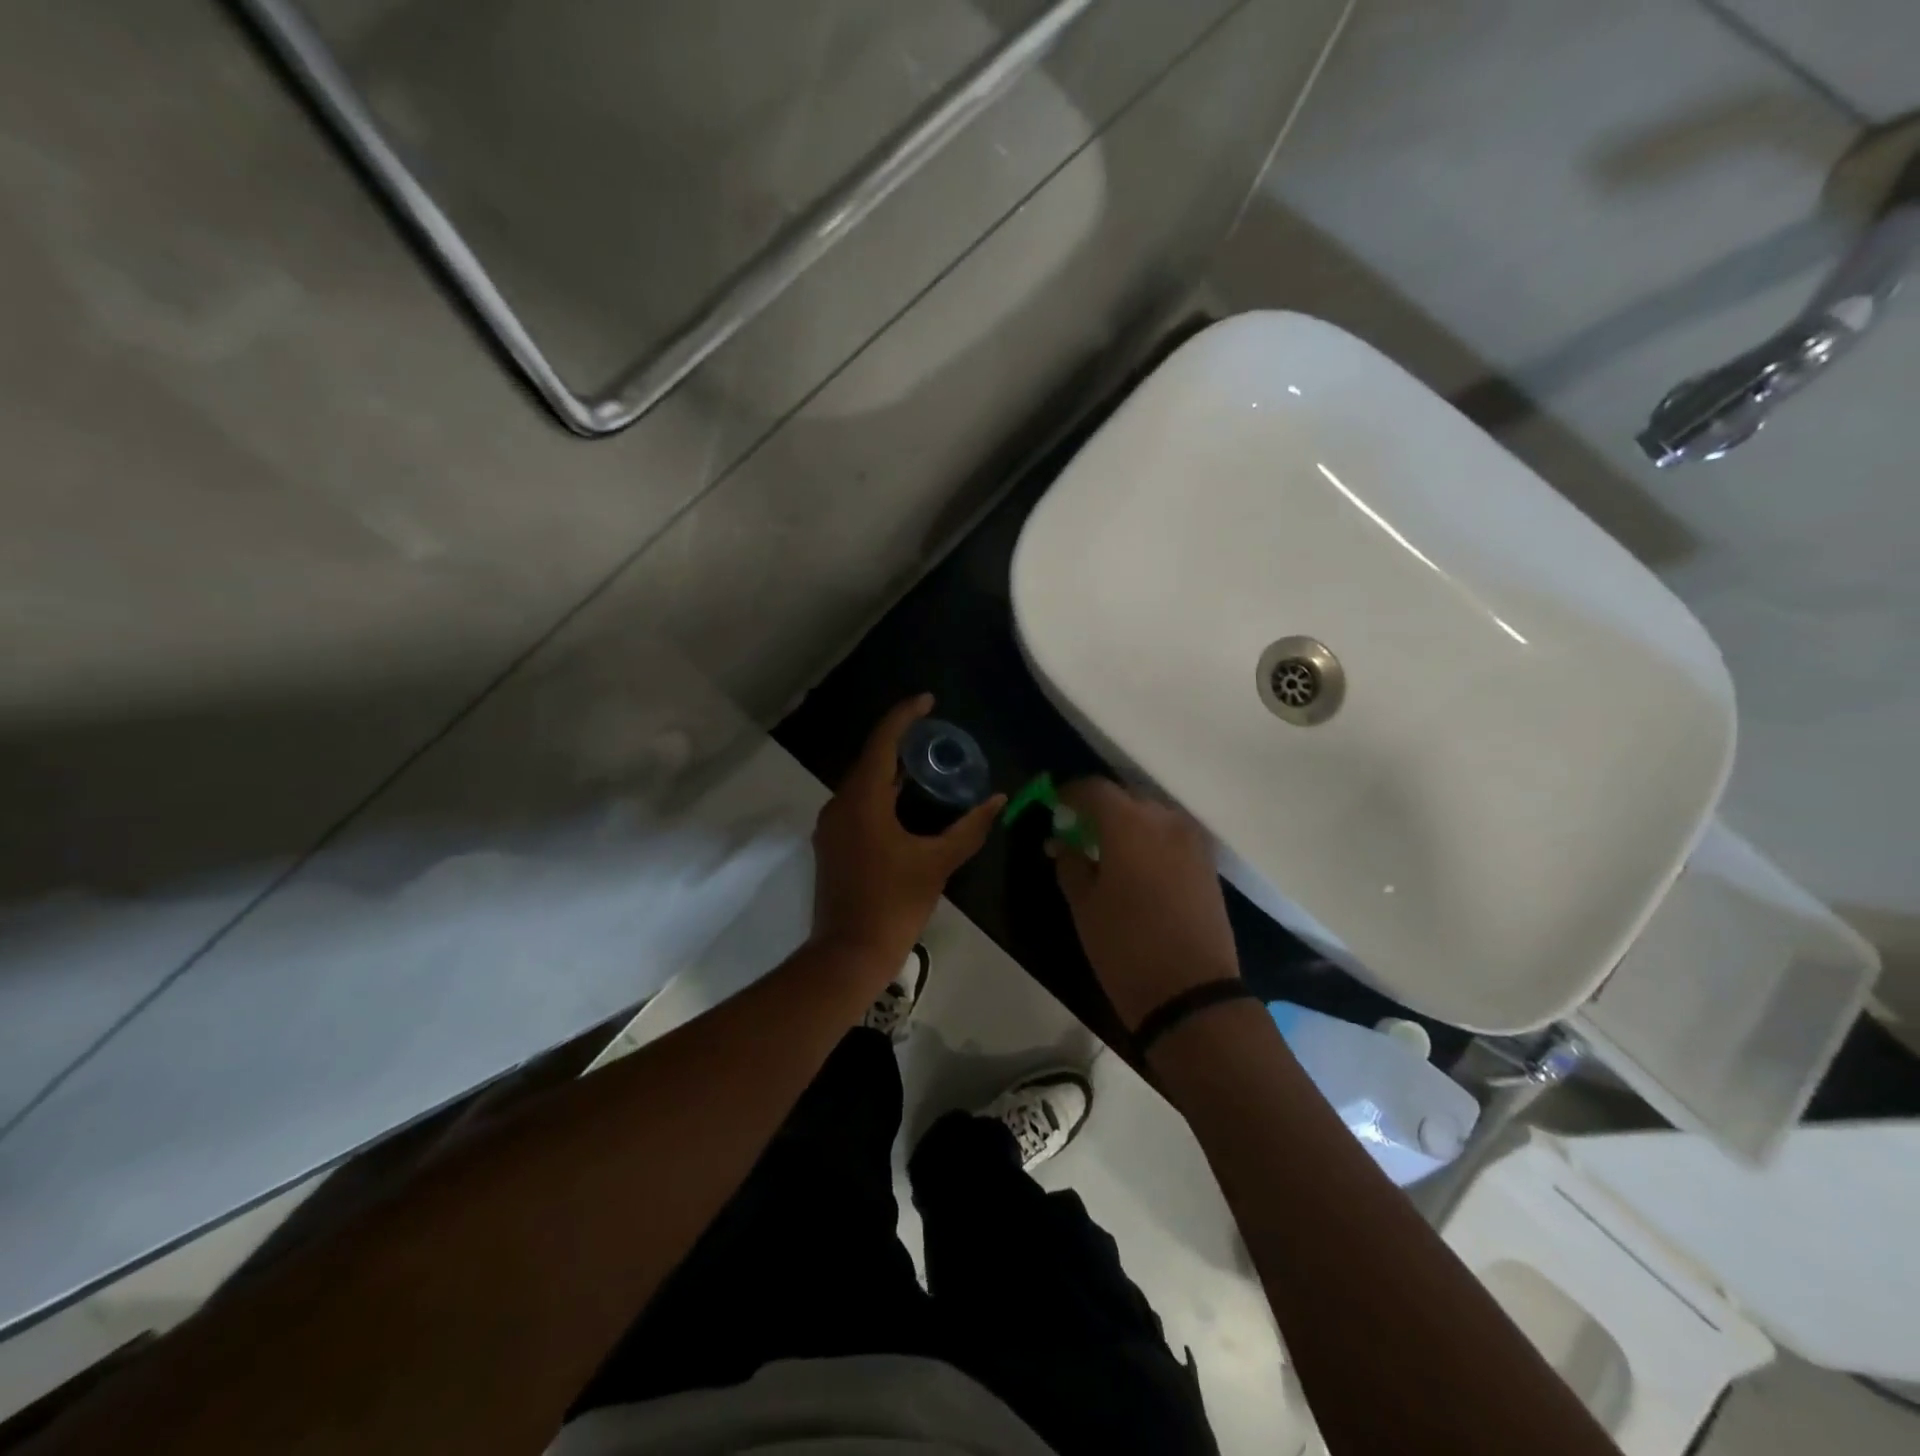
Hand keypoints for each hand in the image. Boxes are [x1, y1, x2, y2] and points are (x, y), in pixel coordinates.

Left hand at [810, 695, 1004, 974]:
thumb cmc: (894, 904)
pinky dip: (882, 793)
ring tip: (926, 763)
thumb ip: (969, 828)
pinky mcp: (832, 843)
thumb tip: (998, 799)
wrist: (848, 953)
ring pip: (863, 783)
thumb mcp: (938, 863)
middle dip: (902, 742)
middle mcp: (840, 804)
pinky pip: (858, 803)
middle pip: (871, 759)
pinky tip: (906, 802)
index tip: (929, 700)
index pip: (883, 742)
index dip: (905, 716)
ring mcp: (831, 825)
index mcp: (863, 800)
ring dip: (892, 770)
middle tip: (936, 734)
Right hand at [1051, 778, 1240, 1030]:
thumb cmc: (1125, 947)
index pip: (1094, 789)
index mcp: (1129, 824)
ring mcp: (1192, 841)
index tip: (1054, 808)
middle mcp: (1165, 820)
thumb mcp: (1084, 905)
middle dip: (1099, 808)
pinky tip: (1136, 866)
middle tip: (1077, 831)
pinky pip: (1172, 835)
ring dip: (1127, 823)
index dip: (1070, 793)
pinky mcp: (1207, 863)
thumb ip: (1070, 863)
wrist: (1191, 992)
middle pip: (1126, 797)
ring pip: (1152, 815)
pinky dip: (1150, 839)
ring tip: (1107, 850)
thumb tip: (1063, 843)